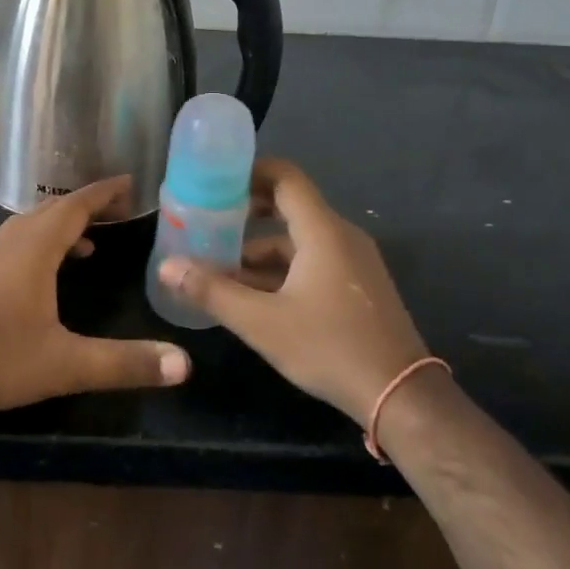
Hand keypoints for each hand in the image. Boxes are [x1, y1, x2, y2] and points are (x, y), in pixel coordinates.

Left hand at [0, 177, 190, 416]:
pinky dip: (38, 246)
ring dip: (60, 227)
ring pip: (28, 228)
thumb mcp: (65, 365)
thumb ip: (124, 363)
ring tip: (87, 245)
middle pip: (50, 211)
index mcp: (33, 250)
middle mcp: (9, 245)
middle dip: (85, 207)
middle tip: (116, 211)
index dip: (102, 193)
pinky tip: (43, 277)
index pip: (74, 207)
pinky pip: (13, 246)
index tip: (129, 183)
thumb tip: (184, 364)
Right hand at [159, 159, 425, 424]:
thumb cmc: (330, 348)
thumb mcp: (261, 322)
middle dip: (246, 213)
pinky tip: (253, 296)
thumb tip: (167, 267)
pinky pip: (312, 262)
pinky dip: (280, 269)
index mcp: (323, 232)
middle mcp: (341, 237)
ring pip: (298, 241)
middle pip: (289, 207)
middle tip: (207, 222)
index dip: (250, 171)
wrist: (402, 397)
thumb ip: (212, 292)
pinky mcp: (357, 287)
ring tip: (219, 268)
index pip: (285, 178)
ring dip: (259, 250)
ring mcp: (353, 263)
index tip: (215, 180)